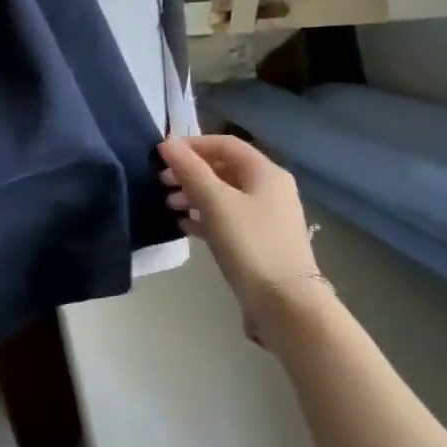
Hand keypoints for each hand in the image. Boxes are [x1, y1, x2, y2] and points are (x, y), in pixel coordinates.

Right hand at [159, 135, 331, 347]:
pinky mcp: (259, 240)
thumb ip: (189, 169)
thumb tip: (166, 144)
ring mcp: (266, 216)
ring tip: (169, 205)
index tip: (161, 156)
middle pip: (223, 168)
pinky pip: (227, 217)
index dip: (191, 144)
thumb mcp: (214, 202)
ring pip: (223, 194)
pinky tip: (183, 226)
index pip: (225, 144)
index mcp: (265, 173)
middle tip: (161, 182)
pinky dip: (204, 216)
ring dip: (193, 194)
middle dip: (190, 172)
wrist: (285, 303)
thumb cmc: (249, 243)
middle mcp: (270, 189)